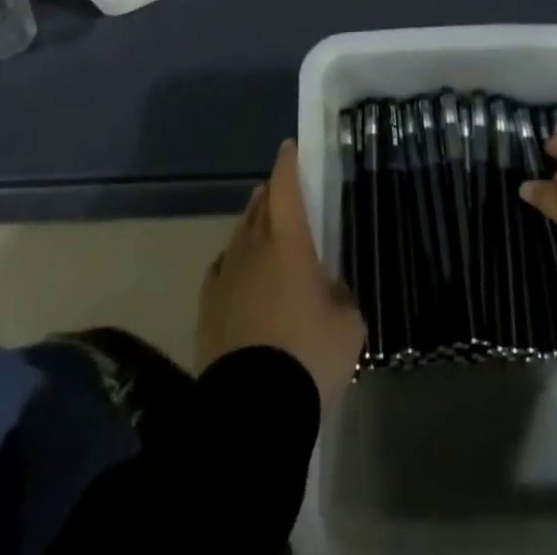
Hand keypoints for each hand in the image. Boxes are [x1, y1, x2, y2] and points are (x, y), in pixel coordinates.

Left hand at [198, 139, 365, 408]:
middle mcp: (253, 248)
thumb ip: (341, 296)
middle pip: (259, 206)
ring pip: (239, 234)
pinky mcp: (208, 306)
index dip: (288, 164)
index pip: (285, 188)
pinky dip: (234, 259)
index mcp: (288, 242)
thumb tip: (331, 290)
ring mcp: (225, 275)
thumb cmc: (308, 356)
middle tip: (282, 190)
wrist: (252, 409)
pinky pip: (222, 267)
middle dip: (271, 192)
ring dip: (252, 222)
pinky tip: (239, 268)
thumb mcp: (348, 325)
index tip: (290, 147)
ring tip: (263, 223)